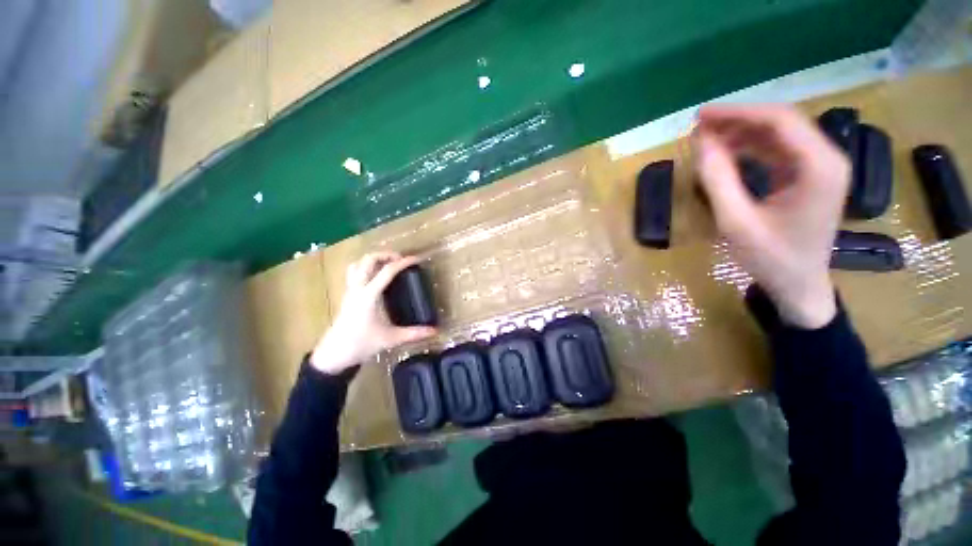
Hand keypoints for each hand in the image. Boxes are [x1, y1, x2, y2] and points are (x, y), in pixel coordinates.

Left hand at [310, 252, 436, 374]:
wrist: (333, 355)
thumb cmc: (361, 344)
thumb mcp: (390, 339)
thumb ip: (414, 333)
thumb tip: (435, 331)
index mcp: (369, 296)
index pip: (387, 271)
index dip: (403, 262)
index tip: (416, 259)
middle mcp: (357, 288)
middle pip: (368, 260)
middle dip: (386, 255)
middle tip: (401, 260)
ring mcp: (350, 291)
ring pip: (357, 264)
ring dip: (373, 259)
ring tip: (387, 264)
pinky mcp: (347, 295)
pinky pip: (353, 272)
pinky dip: (364, 267)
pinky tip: (375, 277)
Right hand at [692, 104, 849, 328]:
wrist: (799, 286)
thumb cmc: (770, 258)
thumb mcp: (736, 221)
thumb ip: (718, 179)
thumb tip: (700, 142)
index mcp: (819, 167)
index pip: (779, 121)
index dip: (737, 113)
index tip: (700, 116)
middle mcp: (826, 159)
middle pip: (781, 123)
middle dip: (738, 120)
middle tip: (699, 127)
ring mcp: (820, 167)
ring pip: (779, 135)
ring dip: (742, 133)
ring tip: (707, 139)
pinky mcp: (809, 177)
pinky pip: (778, 151)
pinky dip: (750, 148)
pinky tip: (727, 153)